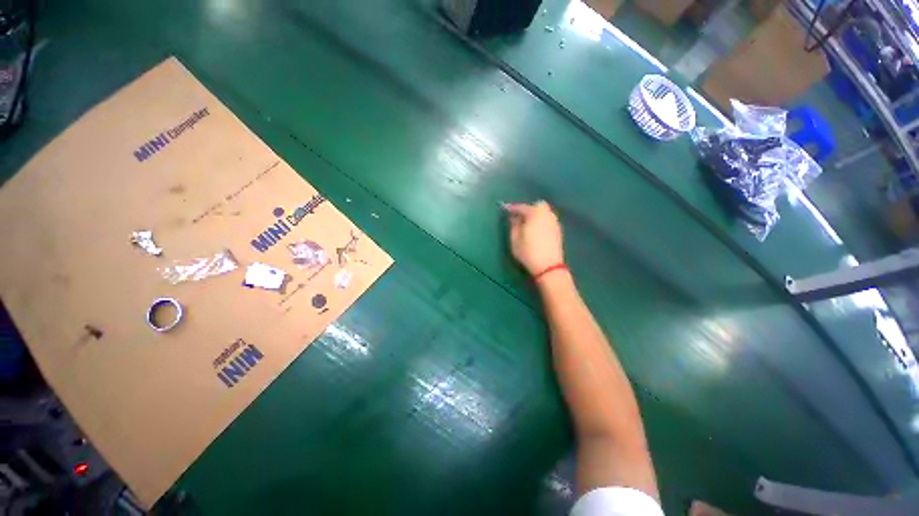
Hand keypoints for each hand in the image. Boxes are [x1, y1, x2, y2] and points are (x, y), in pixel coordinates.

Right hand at [504, 201, 564, 276]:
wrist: (548, 266)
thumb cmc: (528, 252)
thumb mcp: (515, 239)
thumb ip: (513, 225)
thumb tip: (514, 217)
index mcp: (535, 213)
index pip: (522, 207)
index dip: (512, 208)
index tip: (505, 209)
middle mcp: (547, 214)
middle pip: (537, 206)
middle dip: (527, 209)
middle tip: (519, 217)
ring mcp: (554, 222)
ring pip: (544, 212)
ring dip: (535, 215)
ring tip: (527, 224)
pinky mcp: (558, 230)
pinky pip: (548, 220)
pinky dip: (541, 221)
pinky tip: (536, 230)